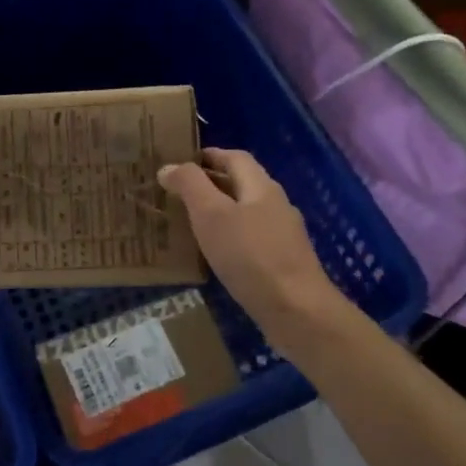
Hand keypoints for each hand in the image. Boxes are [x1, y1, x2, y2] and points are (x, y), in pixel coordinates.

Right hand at [159, 148, 344, 342]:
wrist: (296, 310)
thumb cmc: (250, 255)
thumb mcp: (211, 214)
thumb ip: (190, 186)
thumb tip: (169, 166)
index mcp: (261, 187)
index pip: (235, 157)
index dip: (209, 155)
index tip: (182, 162)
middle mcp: (276, 204)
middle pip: (242, 183)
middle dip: (212, 183)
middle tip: (178, 193)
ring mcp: (283, 235)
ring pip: (246, 212)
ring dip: (220, 211)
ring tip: (190, 222)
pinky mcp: (283, 263)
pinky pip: (251, 239)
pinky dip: (230, 237)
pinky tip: (215, 254)